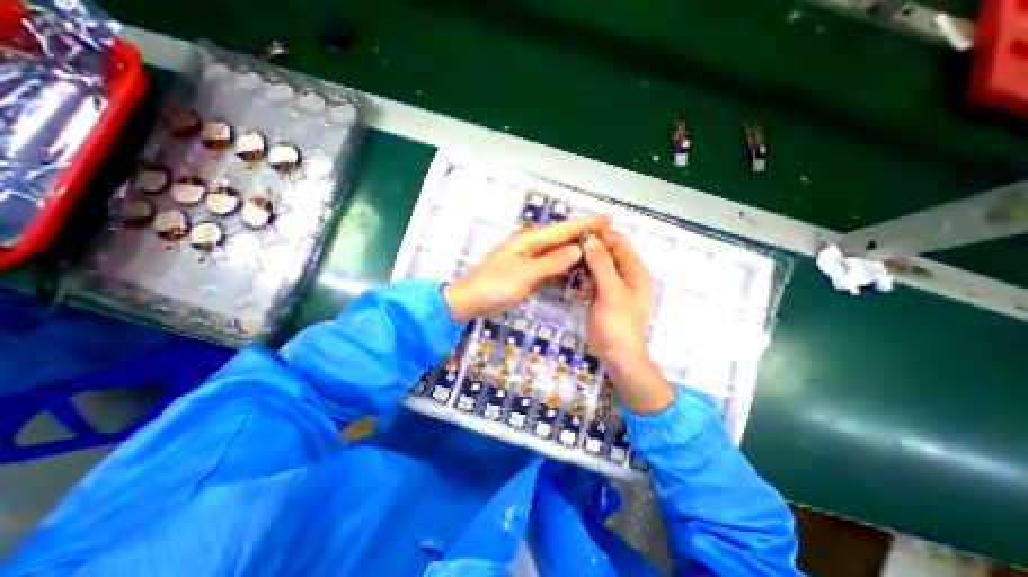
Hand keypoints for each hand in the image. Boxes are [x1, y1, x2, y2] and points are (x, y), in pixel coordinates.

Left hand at [444, 217, 607, 325]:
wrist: (471, 300)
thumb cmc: (496, 285)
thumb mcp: (526, 274)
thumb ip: (553, 262)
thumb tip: (578, 249)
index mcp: (529, 240)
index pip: (563, 229)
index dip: (586, 223)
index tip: (608, 219)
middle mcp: (531, 246)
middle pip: (562, 238)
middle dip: (584, 235)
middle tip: (609, 235)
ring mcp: (529, 260)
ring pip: (558, 253)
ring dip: (577, 252)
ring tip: (598, 251)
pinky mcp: (527, 273)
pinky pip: (551, 267)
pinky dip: (565, 267)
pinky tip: (577, 270)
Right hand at [582, 229, 679, 414]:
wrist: (618, 356)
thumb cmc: (617, 324)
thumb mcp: (610, 291)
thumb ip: (601, 264)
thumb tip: (590, 238)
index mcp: (635, 270)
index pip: (619, 242)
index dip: (601, 235)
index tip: (577, 232)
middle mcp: (627, 275)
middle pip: (608, 253)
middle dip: (590, 250)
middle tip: (568, 251)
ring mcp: (615, 287)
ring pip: (599, 267)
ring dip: (586, 266)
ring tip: (571, 270)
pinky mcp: (605, 297)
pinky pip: (594, 281)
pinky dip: (585, 280)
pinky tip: (576, 288)